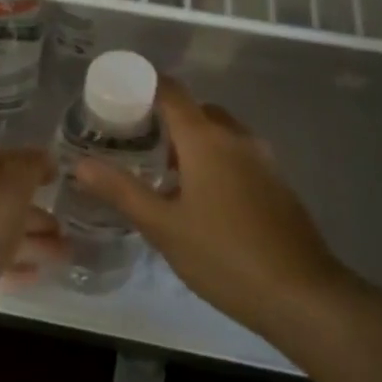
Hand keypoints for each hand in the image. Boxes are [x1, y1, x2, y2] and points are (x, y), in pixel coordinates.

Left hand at [0, 149, 64, 342]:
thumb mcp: (8, 189)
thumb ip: (29, 169)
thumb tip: (44, 157)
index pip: (4, 159)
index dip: (33, 164)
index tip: (61, 177)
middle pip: (3, 198)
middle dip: (36, 211)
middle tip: (68, 225)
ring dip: (32, 241)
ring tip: (66, 254)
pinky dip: (14, 264)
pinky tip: (36, 274)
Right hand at [72, 78, 350, 338]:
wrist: (302, 294)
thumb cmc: (223, 255)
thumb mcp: (162, 226)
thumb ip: (120, 190)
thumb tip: (80, 164)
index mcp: (206, 139)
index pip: (171, 92)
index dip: (142, 87)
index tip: (114, 99)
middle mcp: (237, 138)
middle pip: (196, 110)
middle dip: (164, 118)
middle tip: (132, 142)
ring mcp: (262, 160)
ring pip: (219, 134)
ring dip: (190, 142)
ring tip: (161, 173)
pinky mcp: (276, 183)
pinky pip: (236, 155)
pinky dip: (213, 160)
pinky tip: (198, 198)